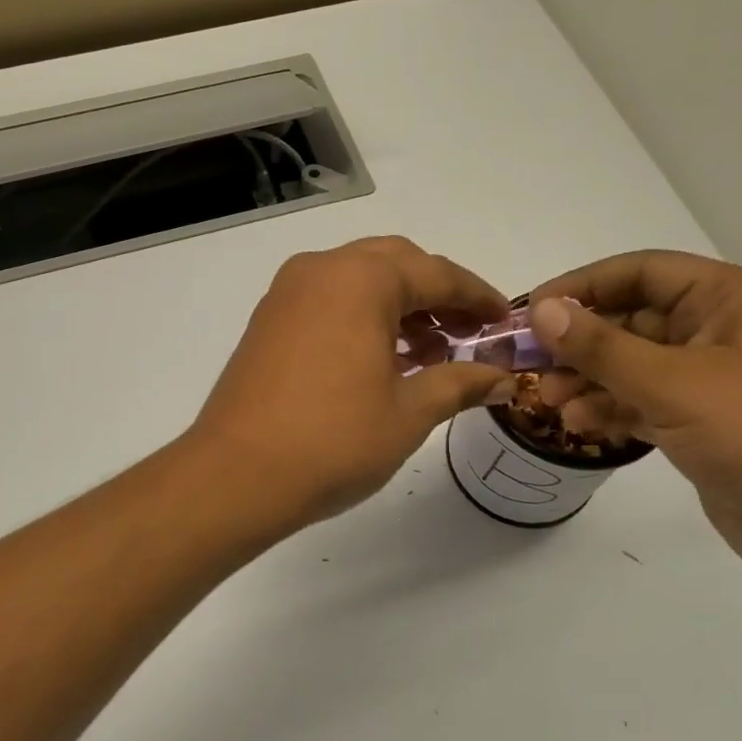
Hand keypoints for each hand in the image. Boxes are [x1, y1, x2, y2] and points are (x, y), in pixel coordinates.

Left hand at [192, 238, 513, 526]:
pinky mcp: (269, 320)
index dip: (478, 297)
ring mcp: (288, 293)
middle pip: (396, 264)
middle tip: (469, 334)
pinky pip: (330, 300)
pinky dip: (364, 317)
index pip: (437, 273)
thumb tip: (502, 378)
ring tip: (432, 354)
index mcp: (360, 279)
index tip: (506, 320)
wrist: (235, 476)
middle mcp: (321, 270)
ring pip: (359, 280)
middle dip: (438, 295)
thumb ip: (460, 384)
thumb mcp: (408, 414)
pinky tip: (384, 359)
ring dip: (401, 306)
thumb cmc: (332, 441)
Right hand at [527, 251, 741, 579]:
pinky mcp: (701, 418)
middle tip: (530, 367)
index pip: (640, 272)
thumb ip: (601, 347)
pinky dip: (610, 407)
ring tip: (549, 403)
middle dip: (579, 344)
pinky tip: (579, 425)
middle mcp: (719, 327)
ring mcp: (710, 376)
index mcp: (728, 298)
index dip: (581, 287)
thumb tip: (542, 311)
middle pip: (630, 319)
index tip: (532, 312)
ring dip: (588, 379)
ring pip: (631, 362)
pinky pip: (642, 399)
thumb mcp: (673, 384)